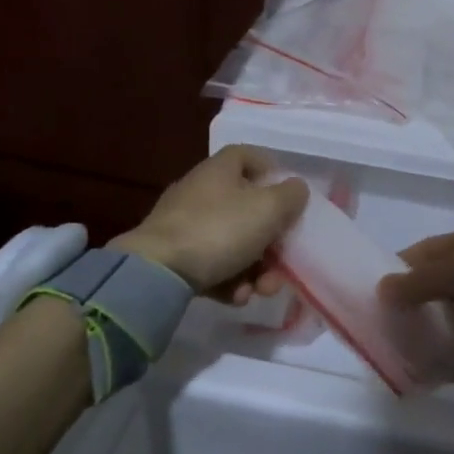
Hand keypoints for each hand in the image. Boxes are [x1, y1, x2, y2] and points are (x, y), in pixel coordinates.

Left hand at [110, 146, 308, 302]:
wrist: (156, 272)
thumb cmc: (219, 229)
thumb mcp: (268, 209)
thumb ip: (291, 196)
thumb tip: (296, 188)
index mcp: (220, 170)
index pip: (248, 156)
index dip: (272, 171)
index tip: (290, 196)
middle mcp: (201, 192)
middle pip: (246, 209)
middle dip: (272, 241)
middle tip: (284, 263)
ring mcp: (185, 225)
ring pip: (233, 243)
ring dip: (255, 269)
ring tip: (261, 290)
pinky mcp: (174, 257)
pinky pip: (212, 265)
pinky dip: (229, 281)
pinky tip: (236, 297)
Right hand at [379, 227, 453, 406]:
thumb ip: (420, 281)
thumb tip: (382, 289)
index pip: (426, 252)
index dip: (398, 270)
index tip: (370, 295)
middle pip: (434, 288)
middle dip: (407, 306)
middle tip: (377, 328)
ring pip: (447, 321)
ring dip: (424, 336)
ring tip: (392, 353)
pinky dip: (445, 362)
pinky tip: (421, 374)